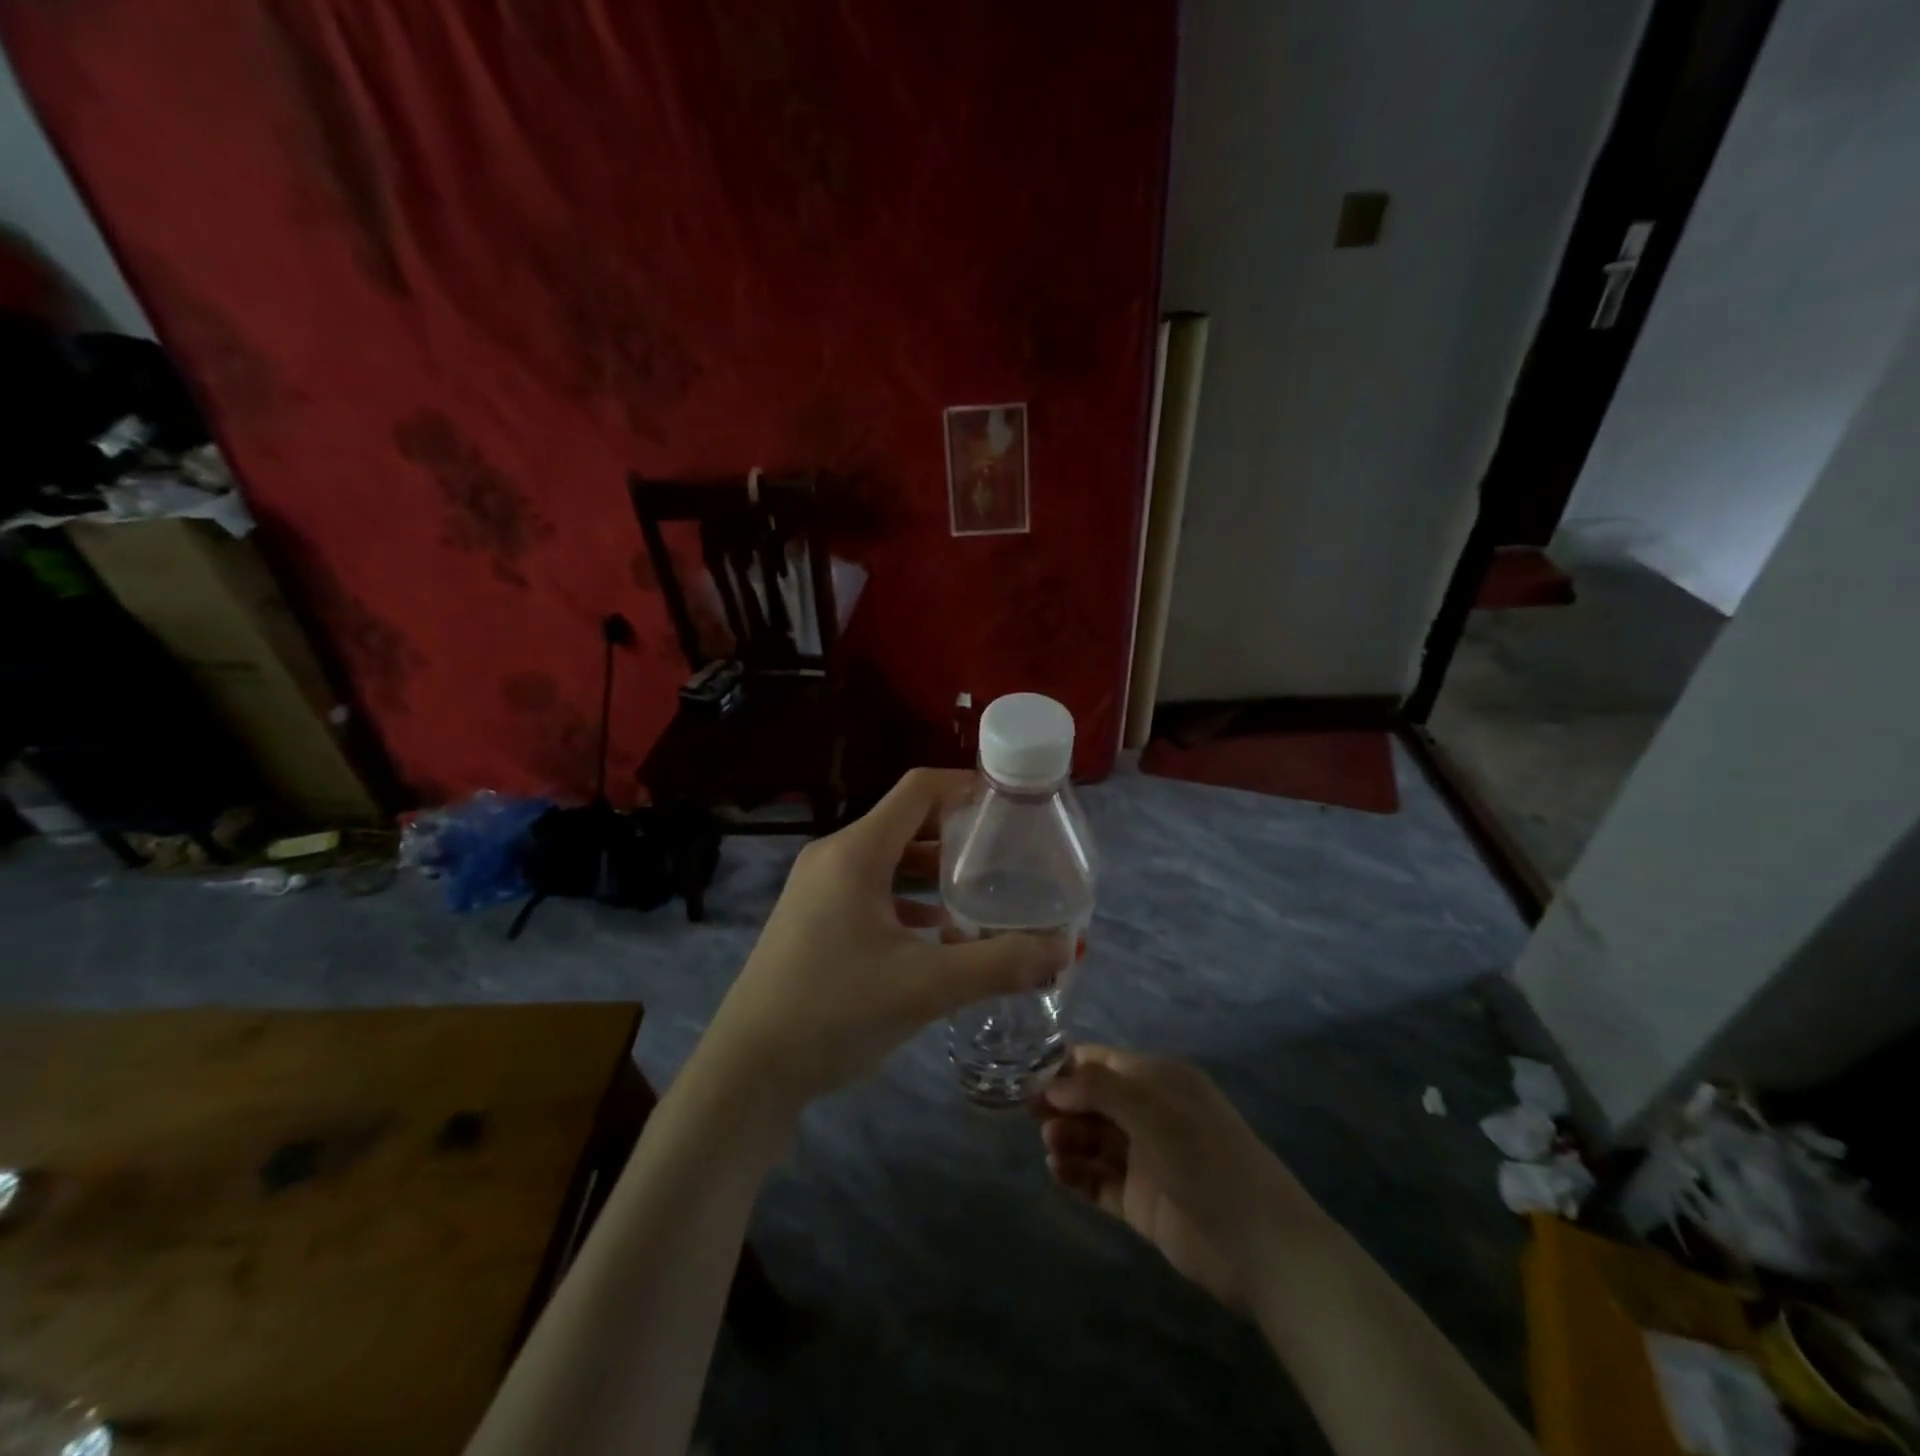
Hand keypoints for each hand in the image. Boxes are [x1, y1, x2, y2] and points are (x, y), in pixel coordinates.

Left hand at [700, 769, 1062, 1105]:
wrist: (747, 1072)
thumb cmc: (832, 1012)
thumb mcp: (925, 987)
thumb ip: (998, 964)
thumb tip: (1065, 950)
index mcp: (856, 852)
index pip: (919, 789)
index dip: (967, 786)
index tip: (1012, 804)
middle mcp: (835, 857)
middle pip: (908, 823)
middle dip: (960, 835)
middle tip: (1011, 854)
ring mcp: (820, 890)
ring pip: (892, 862)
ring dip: (937, 874)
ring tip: (988, 895)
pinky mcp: (816, 920)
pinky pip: (874, 893)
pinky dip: (912, 902)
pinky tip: (944, 935)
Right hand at [1039, 1047, 1330, 1309]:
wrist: (1260, 1245)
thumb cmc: (1206, 1158)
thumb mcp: (1153, 1110)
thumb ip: (1099, 1089)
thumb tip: (1052, 1083)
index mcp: (1158, 1080)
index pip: (1102, 1061)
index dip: (1066, 1067)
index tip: (1028, 1077)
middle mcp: (1150, 1113)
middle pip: (1093, 1100)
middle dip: (1062, 1104)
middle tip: (1032, 1116)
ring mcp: (1145, 1159)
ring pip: (1093, 1140)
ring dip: (1068, 1138)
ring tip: (1051, 1148)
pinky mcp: (1141, 1202)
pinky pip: (1100, 1181)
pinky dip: (1077, 1175)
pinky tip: (1057, 1173)